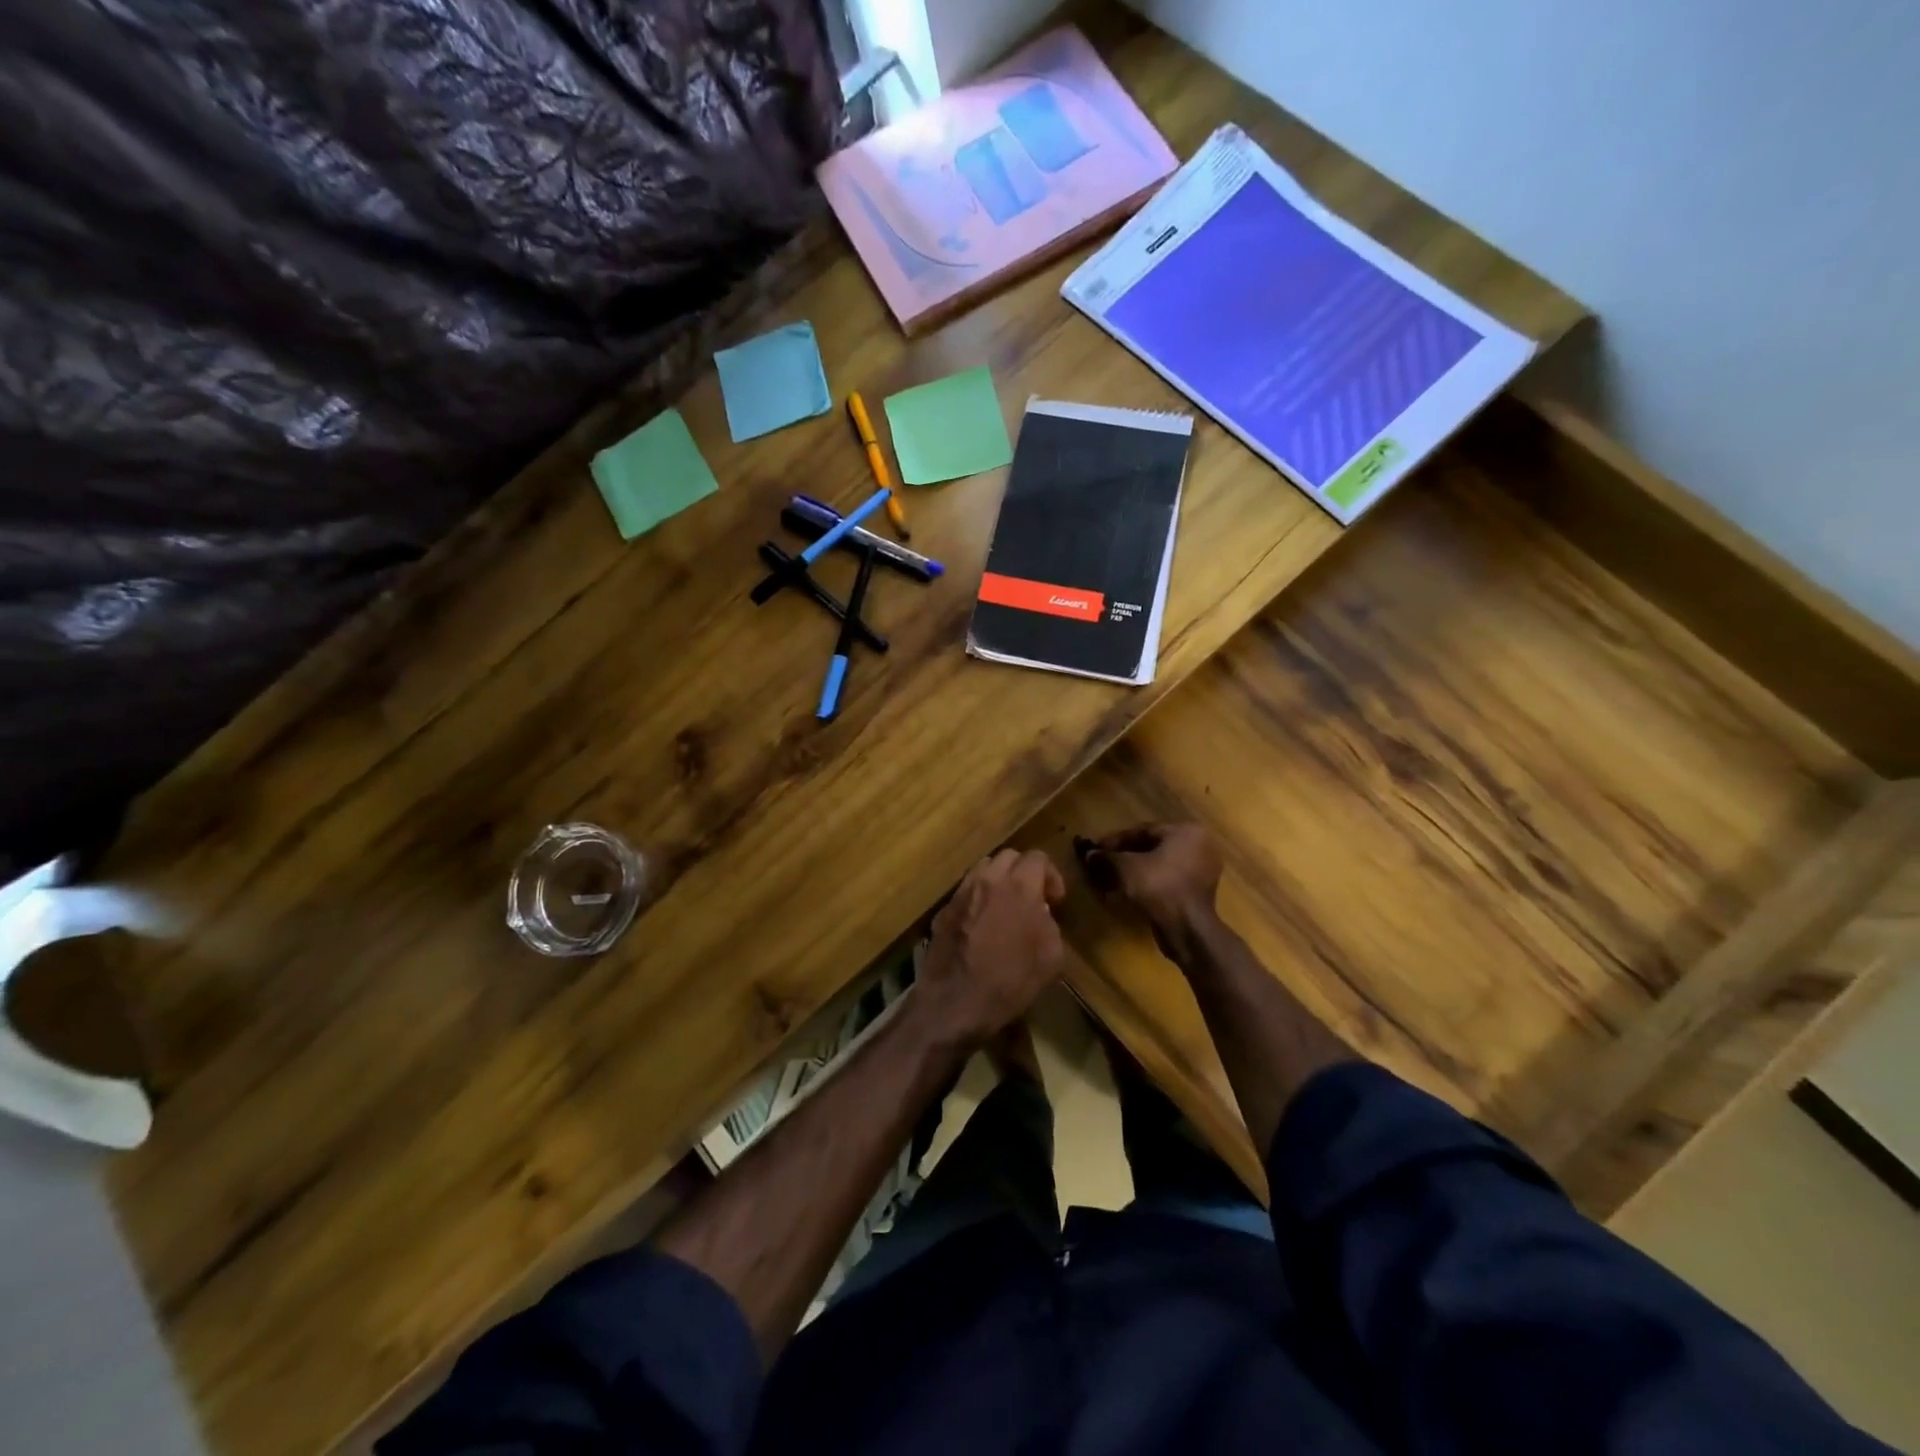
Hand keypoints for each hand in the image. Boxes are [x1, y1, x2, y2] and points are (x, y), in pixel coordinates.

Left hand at [916, 849, 1065, 1046]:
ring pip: (984, 868)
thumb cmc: (1010, 982)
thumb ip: (1050, 924)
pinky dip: (978, 897)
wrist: (955, 1003)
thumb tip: (1041, 913)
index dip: (1051, 876)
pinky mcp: (943, 909)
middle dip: (1024, 872)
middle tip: (1032, 899)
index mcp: (1019, 886)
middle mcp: (988, 880)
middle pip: (1009, 856)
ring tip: (1005, 906)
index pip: (1038, 857)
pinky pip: (966, 890)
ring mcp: (962, 892)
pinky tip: (981, 923)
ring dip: (999, 880)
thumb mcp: (1051, 957)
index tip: (1055, 901)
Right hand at [1079, 823, 1222, 940]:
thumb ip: (1106, 857)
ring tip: (1110, 880)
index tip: (1095, 849)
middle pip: (1151, 848)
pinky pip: (1167, 880)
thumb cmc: (1159, 886)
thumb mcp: (1126, 867)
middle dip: (1123, 857)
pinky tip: (1127, 892)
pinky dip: (1147, 883)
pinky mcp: (1198, 892)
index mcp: (1186, 831)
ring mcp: (1202, 870)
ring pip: (1159, 865)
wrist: (1187, 928)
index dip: (1115, 841)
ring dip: (1133, 872)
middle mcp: (1199, 846)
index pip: (1143, 831)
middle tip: (1101, 865)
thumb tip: (1088, 854)